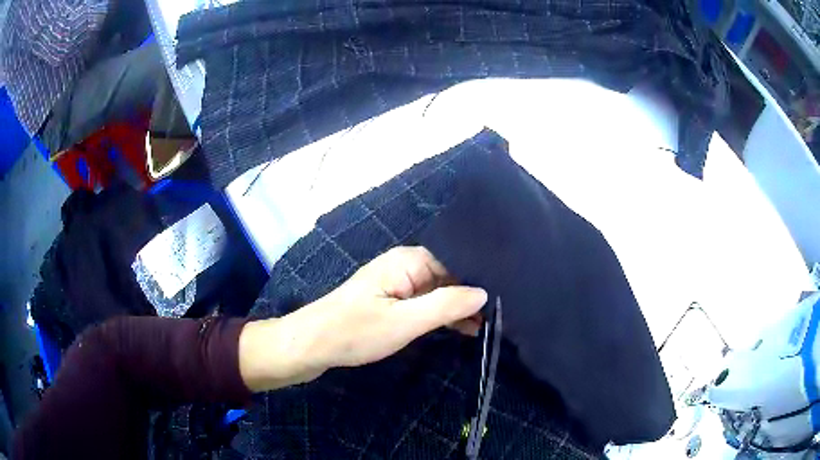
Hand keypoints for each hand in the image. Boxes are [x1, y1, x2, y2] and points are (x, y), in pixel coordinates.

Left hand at [239, 247, 487, 391]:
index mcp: (408, 261)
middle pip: (449, 276)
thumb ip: (445, 306)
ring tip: (487, 326)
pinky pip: (425, 304)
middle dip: (472, 295)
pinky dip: (442, 315)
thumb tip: (483, 293)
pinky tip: (462, 328)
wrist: (311, 344)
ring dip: (459, 308)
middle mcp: (405, 266)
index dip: (479, 279)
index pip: (456, 262)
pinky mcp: (392, 302)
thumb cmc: (355, 331)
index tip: (505, 296)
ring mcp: (398, 284)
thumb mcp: (404, 322)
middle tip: (502, 315)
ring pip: (439, 292)